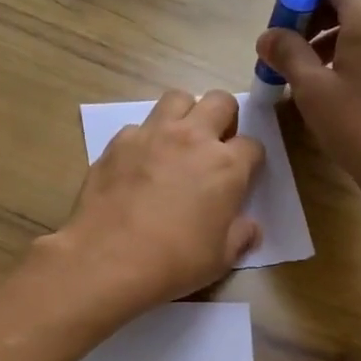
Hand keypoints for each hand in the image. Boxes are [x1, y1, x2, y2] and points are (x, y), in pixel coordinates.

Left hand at [37, 88, 263, 319]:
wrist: (108, 260)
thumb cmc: (174, 262)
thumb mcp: (220, 259)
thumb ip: (241, 236)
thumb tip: (251, 228)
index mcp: (226, 166)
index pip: (252, 145)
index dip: (249, 161)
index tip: (241, 177)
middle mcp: (192, 138)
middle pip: (220, 101)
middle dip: (224, 118)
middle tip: (214, 146)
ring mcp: (152, 135)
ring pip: (177, 98)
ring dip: (185, 114)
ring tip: (178, 142)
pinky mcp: (118, 142)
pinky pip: (138, 126)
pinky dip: (145, 138)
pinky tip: (139, 164)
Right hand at [255, 0, 360, 223]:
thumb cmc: (360, 127)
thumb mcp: (312, 90)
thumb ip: (288, 54)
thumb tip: (268, 36)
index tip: (284, 23)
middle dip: (314, 16)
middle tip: (288, 51)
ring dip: (331, 36)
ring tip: (308, 73)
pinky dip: (353, 51)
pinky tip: (337, 85)